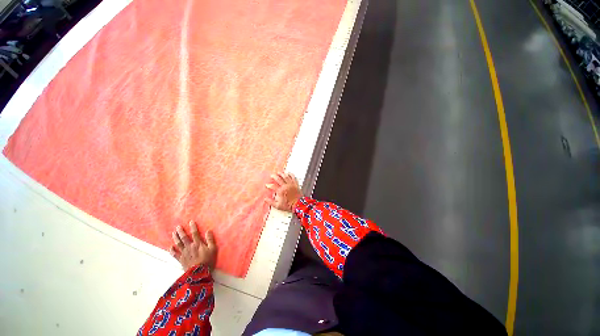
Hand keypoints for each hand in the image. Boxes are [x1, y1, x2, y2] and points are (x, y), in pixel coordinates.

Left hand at [170, 221, 217, 270]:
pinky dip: (171, 250)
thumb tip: (208, 230)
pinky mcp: (181, 259)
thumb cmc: (207, 260)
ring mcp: (184, 253)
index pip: (195, 233)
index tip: (190, 221)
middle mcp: (189, 247)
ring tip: (173, 233)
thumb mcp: (213, 249)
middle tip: (178, 226)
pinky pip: (174, 254)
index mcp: (198, 244)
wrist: (198, 273)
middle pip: (184, 238)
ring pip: (178, 244)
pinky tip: (170, 247)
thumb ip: (210, 239)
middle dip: (181, 231)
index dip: (193, 227)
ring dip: (175, 238)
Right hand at [266, 172, 302, 212]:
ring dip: (281, 174)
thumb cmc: (288, 205)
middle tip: (272, 175)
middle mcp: (285, 186)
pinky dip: (290, 174)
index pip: (273, 186)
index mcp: (280, 191)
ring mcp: (291, 184)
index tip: (267, 185)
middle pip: (279, 179)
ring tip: (279, 172)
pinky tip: (288, 173)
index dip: (269, 185)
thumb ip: (271, 202)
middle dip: (274, 176)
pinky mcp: (295, 184)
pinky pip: (293, 177)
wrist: (299, 205)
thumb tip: (265, 199)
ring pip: (285, 177)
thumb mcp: (278, 206)